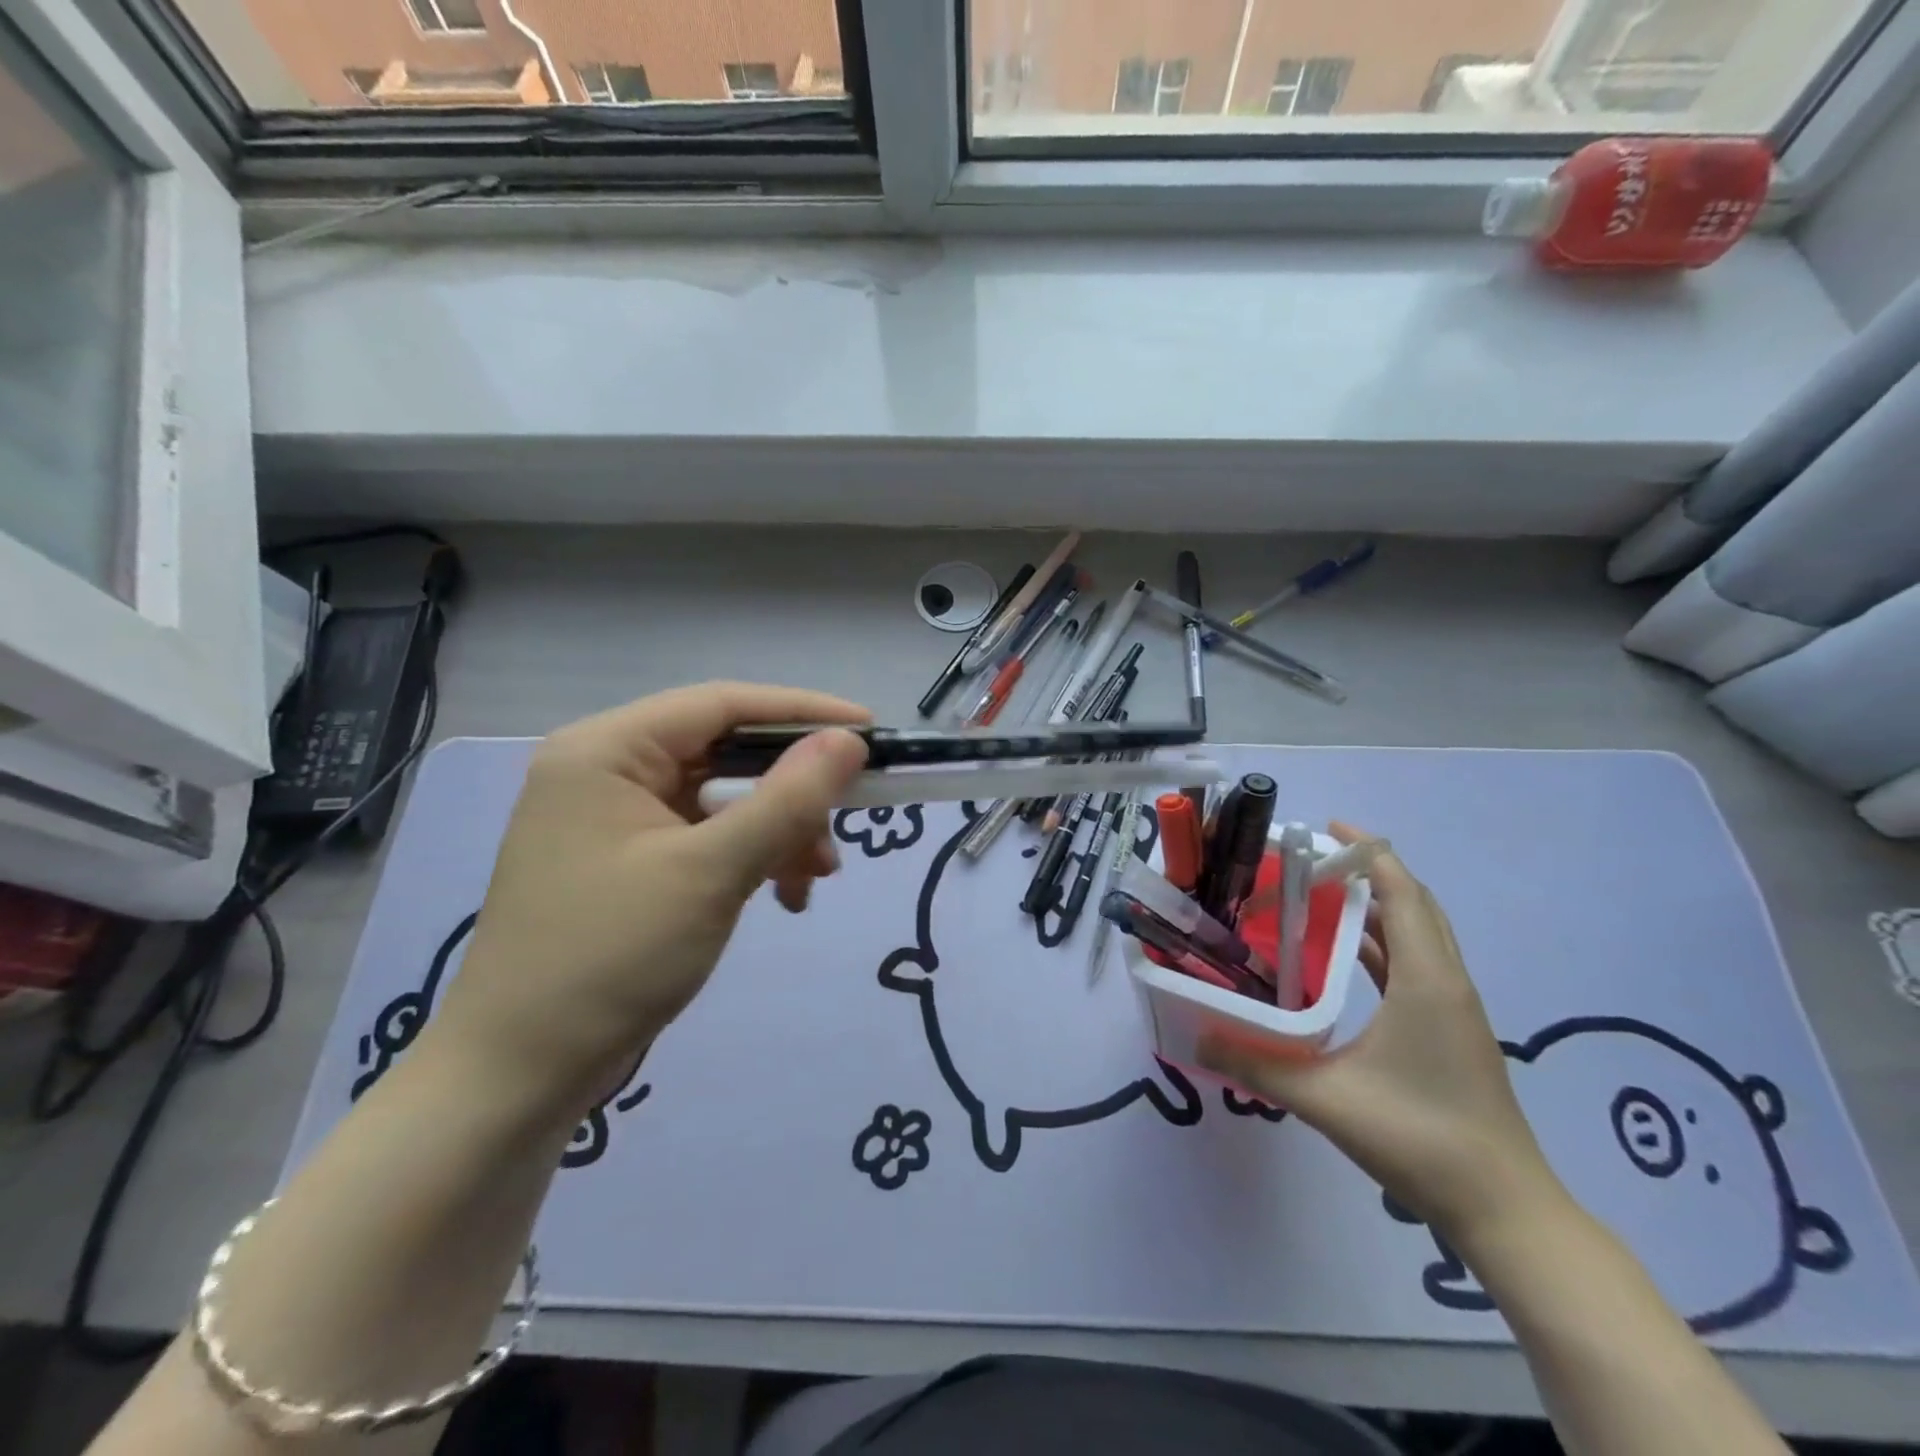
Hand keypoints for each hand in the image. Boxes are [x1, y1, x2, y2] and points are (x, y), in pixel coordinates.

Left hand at [432, 683, 870, 1121]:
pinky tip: (784, 896)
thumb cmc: (609, 958)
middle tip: (846, 820)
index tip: (869, 730)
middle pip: (725, 753)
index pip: (722, 704)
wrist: (520, 1076)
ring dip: (778, 831)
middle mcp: (607, 770)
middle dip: (791, 791)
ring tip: (815, 878)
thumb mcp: (711, 872)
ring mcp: (616, 819)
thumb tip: (849, 740)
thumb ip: (786, 800)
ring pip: (724, 799)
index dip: (802, 712)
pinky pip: (708, 837)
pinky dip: (751, 859)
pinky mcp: (629, 862)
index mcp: (607, 750)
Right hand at [1200, 824, 1566, 1246]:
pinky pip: (1414, 964)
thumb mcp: (1326, 1099)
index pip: (1402, 891)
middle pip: (1413, 903)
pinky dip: (1380, 945)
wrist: (1505, 1210)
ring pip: (1416, 934)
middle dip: (1368, 871)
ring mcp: (1454, 1007)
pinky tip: (1341, 959)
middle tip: (1310, 862)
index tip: (1325, 828)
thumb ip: (1258, 1065)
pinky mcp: (1451, 1029)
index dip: (1368, 851)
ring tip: (1318, 898)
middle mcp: (1446, 981)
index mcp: (1426, 980)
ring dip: (1374, 908)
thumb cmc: (1420, 1138)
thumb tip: (1198, 1038)